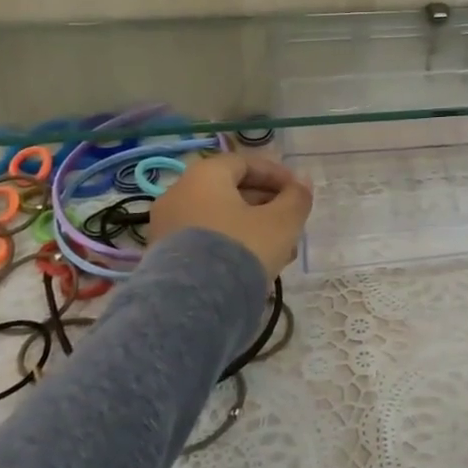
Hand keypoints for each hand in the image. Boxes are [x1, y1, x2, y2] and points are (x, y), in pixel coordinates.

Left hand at [147, 152, 313, 277]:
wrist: (194, 304)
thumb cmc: (242, 248)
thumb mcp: (281, 222)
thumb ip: (297, 198)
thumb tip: (303, 181)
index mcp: (204, 175)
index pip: (245, 163)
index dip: (276, 175)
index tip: (298, 192)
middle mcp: (178, 193)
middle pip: (230, 191)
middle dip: (266, 205)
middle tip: (291, 224)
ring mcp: (167, 226)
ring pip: (219, 218)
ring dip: (252, 228)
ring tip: (279, 251)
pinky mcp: (163, 257)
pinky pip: (204, 239)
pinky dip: (230, 244)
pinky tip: (253, 266)